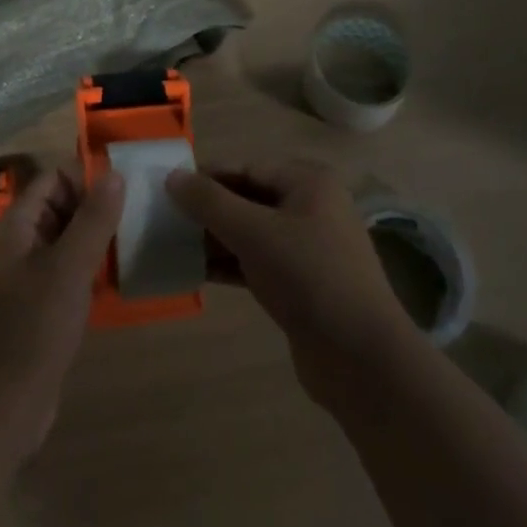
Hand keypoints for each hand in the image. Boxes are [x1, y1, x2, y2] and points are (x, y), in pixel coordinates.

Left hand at [0, 163, 123, 461]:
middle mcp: (21, 246)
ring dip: (98, 241)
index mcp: (19, 226)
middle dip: (97, 208)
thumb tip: (115, 173)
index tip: (127, 190)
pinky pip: (69, 276)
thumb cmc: (31, 329)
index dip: (86, 178)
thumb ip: (93, 219)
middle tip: (139, 216)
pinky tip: (120, 281)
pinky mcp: (40, 312)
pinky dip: (92, 273)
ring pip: (68, 243)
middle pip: (62, 208)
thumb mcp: (68, 267)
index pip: (54, 178)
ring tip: (138, 242)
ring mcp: (29, 280)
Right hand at [166, 158, 416, 405]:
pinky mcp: (301, 284)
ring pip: (251, 233)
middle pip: (248, 198)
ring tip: (173, 245)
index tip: (166, 189)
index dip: (207, 177)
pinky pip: (258, 262)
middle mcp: (311, 207)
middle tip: (165, 219)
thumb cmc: (308, 276)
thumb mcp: (254, 232)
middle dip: (208, 210)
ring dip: (215, 239)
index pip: (246, 168)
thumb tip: (172, 176)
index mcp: (308, 182)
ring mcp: (308, 248)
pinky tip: (196, 273)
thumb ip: (210, 202)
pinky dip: (230, 265)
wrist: (361, 359)